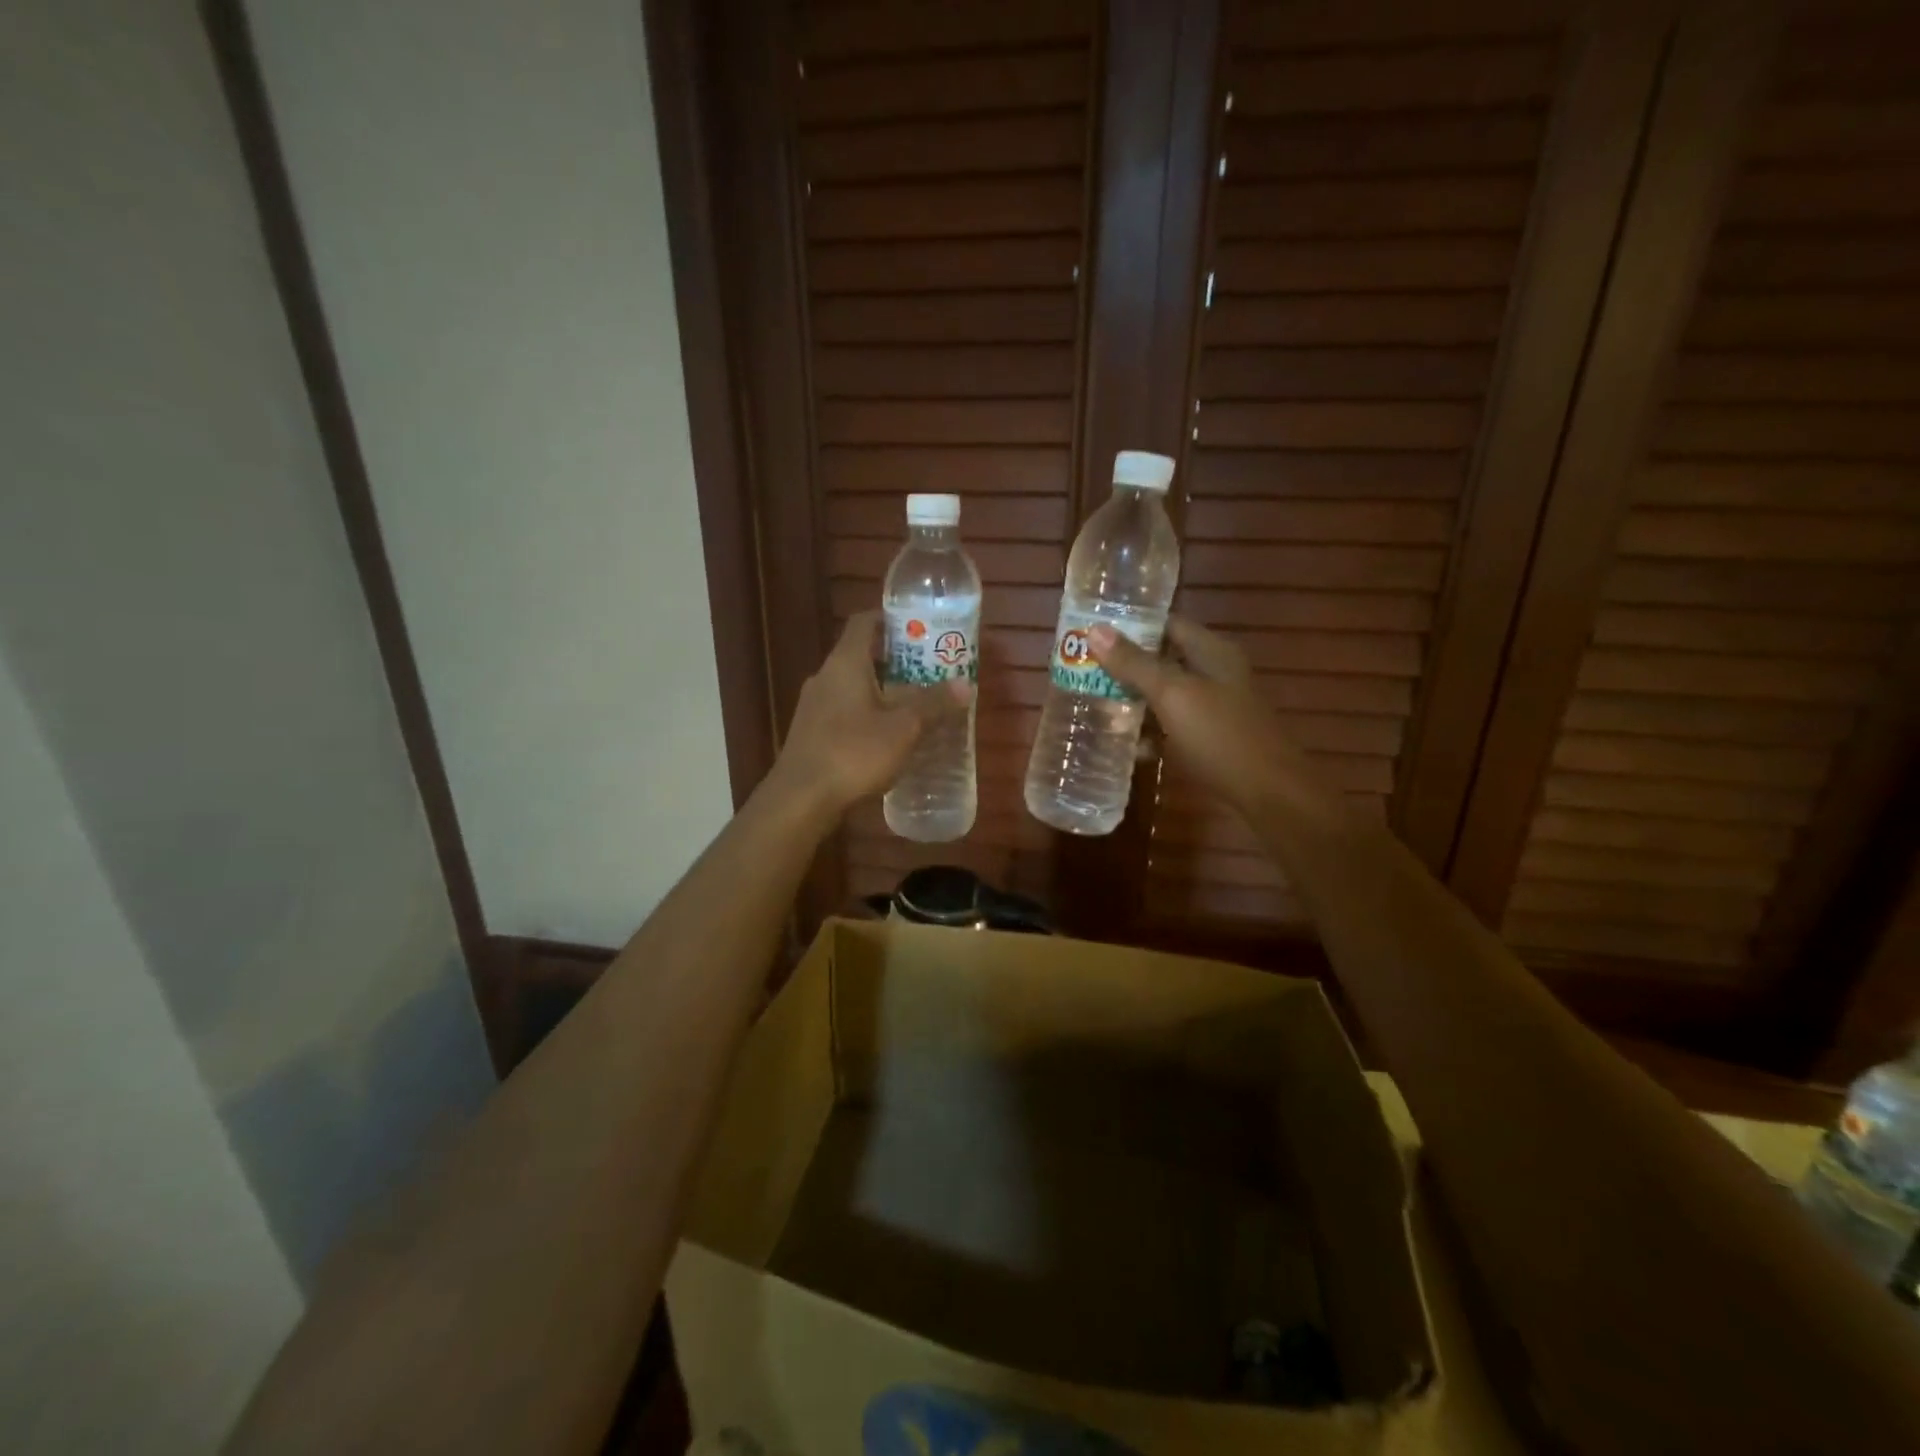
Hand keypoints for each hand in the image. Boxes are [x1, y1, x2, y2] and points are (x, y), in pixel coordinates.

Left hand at [770, 610, 970, 816]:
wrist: (800, 799)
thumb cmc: (853, 753)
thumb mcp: (903, 728)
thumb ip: (933, 704)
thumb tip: (965, 685)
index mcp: (845, 663)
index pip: (864, 622)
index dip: (891, 618)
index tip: (920, 626)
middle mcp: (825, 677)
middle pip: (862, 655)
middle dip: (896, 659)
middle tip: (930, 668)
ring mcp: (814, 706)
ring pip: (853, 686)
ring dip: (883, 690)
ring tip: (916, 703)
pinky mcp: (812, 733)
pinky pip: (845, 711)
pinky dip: (868, 713)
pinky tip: (889, 736)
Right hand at [1090, 616, 1316, 819]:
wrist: (1268, 795)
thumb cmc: (1220, 736)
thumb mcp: (1173, 695)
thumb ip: (1134, 664)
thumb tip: (1094, 630)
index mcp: (1211, 651)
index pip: (1166, 623)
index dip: (1129, 624)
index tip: (1090, 631)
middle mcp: (1213, 673)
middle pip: (1162, 659)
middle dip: (1123, 665)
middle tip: (1081, 669)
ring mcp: (1211, 708)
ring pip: (1163, 694)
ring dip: (1131, 699)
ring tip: (1090, 702)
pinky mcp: (1207, 738)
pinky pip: (1169, 726)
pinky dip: (1147, 731)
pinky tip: (1121, 742)